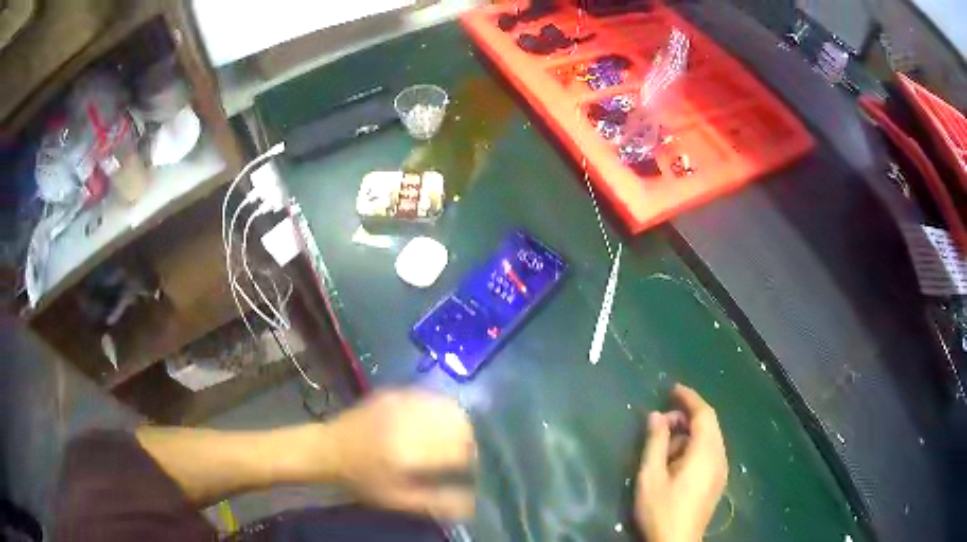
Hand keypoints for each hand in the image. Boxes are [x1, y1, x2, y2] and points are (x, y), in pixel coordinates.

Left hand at [327, 389, 475, 519]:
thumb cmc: (363, 480)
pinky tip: (435, 423)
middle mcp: (408, 422)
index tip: (470, 469)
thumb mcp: (397, 499)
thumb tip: (473, 503)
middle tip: (461, 455)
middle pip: (460, 424)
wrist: (328, 448)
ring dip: (458, 424)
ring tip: (451, 439)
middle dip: (468, 440)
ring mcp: (401, 402)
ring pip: (449, 407)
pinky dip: (442, 410)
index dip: (472, 460)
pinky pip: (432, 397)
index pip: (460, 450)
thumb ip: (436, 502)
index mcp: (408, 452)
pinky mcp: (396, 392)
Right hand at [635, 384, 727, 541]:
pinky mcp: (717, 481)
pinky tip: (676, 461)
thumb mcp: (651, 476)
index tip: (672, 389)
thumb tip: (656, 415)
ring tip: (664, 445)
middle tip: (661, 422)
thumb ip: (655, 443)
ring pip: (710, 439)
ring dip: (689, 433)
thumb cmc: (662, 509)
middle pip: (709, 425)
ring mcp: (721, 470)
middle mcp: (719, 456)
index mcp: (705, 452)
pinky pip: (710, 452)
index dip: (689, 398)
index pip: (704, 414)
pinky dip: (695, 446)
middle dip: (687, 416)